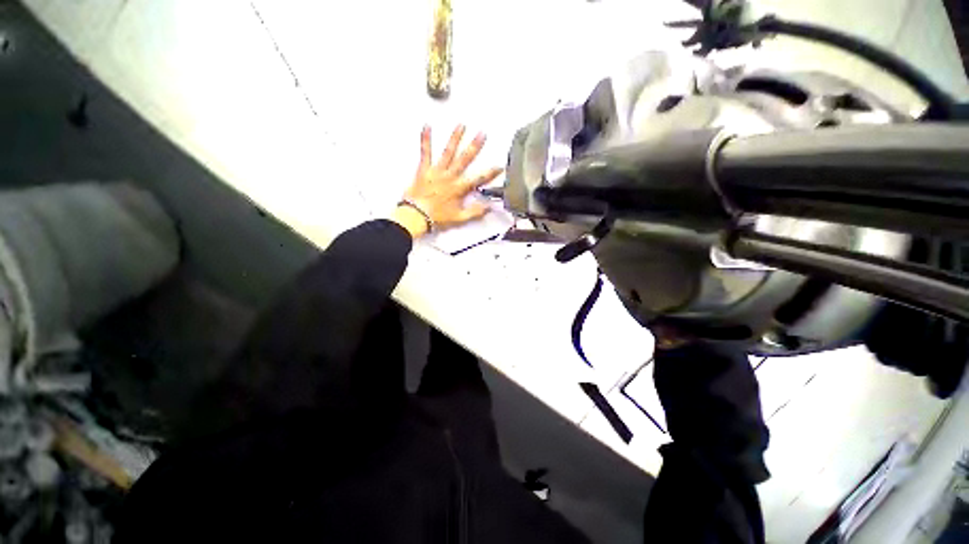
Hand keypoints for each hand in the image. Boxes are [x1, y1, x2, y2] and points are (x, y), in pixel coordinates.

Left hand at [393, 125, 503, 238]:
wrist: (416, 215)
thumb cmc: (437, 217)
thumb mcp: (459, 218)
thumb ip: (475, 212)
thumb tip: (488, 207)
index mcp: (459, 188)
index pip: (478, 179)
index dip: (490, 173)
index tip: (499, 166)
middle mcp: (449, 177)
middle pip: (464, 159)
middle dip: (474, 146)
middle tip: (482, 134)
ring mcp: (437, 171)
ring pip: (448, 152)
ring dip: (455, 138)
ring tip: (461, 125)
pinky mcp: (424, 169)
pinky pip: (425, 152)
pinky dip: (425, 139)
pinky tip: (427, 126)